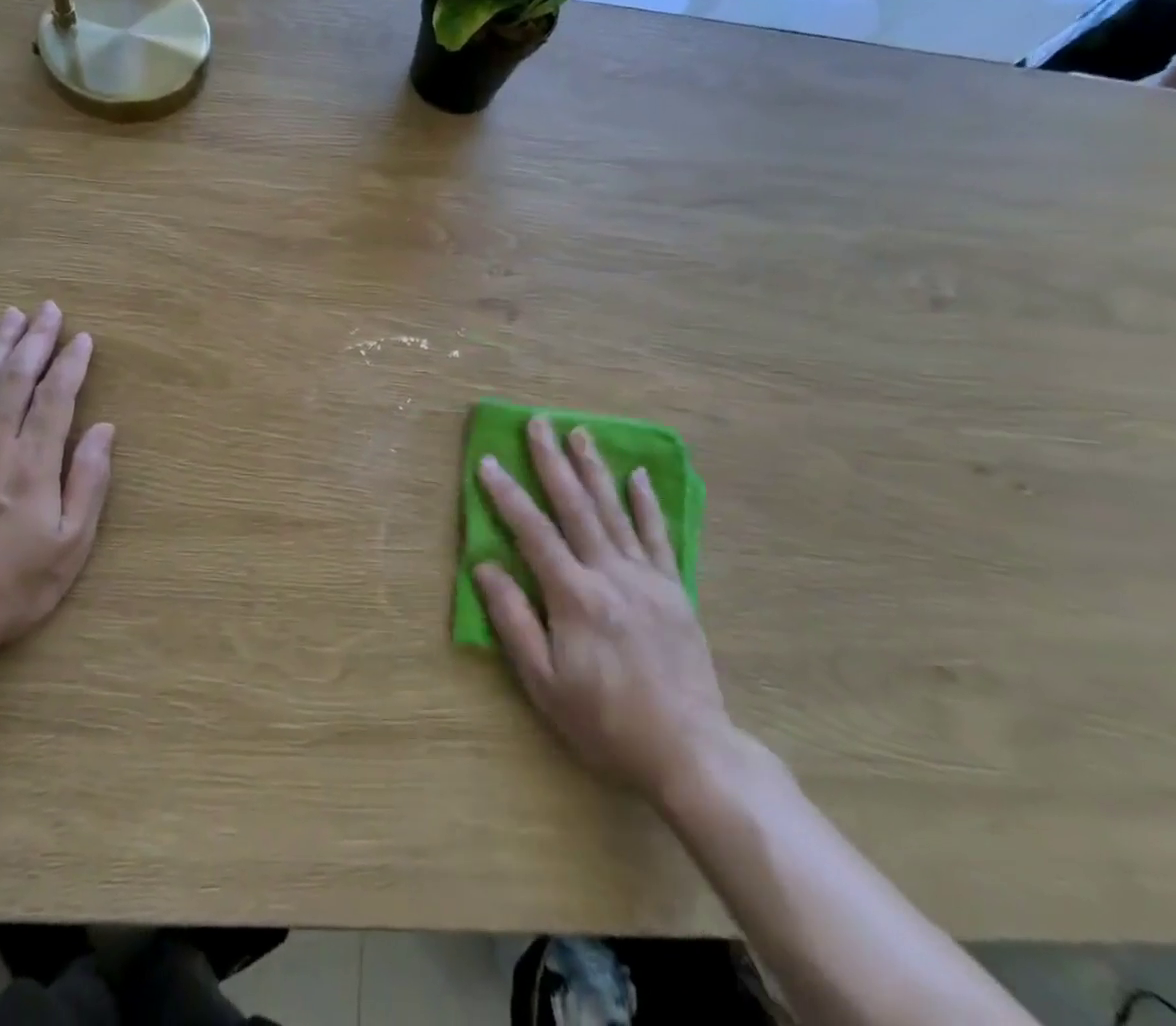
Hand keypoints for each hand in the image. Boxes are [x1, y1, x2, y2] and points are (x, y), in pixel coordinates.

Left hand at [0, 301, 113, 658]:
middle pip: (16, 380)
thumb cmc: (15, 584)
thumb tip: (103, 429)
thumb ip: (89, 481)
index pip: (56, 398)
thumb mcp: (72, 542)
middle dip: (35, 341)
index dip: (71, 364)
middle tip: (48, 309)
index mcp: (33, 463)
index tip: (82, 337)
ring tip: (11, 316)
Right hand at [476, 416, 733, 802]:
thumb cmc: (605, 722)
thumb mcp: (544, 683)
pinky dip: (646, 503)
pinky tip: (638, 475)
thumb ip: (512, 620)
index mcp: (574, 597)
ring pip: (615, 511)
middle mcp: (610, 575)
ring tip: (580, 433)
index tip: (488, 462)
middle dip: (552, 462)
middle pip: (575, 507)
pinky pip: (657, 536)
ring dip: (594, 469)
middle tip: (539, 423)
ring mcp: (647, 579)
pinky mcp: (673, 590)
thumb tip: (484, 566)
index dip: (507, 495)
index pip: (533, 532)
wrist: (691, 752)